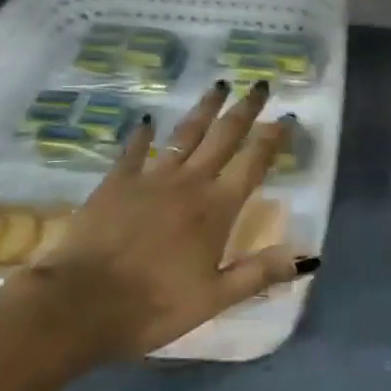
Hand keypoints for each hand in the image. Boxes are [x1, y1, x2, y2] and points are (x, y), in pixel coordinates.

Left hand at [32, 80, 306, 358]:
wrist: (80, 303)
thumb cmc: (153, 306)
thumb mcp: (214, 299)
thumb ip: (260, 273)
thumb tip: (309, 256)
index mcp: (216, 209)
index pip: (252, 164)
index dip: (272, 139)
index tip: (286, 117)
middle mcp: (189, 183)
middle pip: (223, 137)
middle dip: (244, 109)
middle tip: (259, 84)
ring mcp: (151, 177)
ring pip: (185, 133)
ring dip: (204, 108)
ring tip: (219, 84)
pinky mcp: (116, 181)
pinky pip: (134, 149)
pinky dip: (142, 134)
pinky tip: (146, 120)